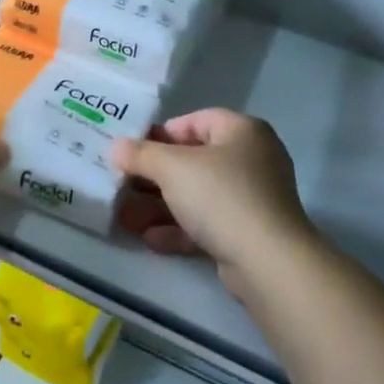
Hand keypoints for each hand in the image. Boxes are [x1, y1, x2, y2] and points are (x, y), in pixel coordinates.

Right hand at [112, 109, 314, 283]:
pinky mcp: (249, 232)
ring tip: (126, 217)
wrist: (268, 262)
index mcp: (242, 131)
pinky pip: (208, 223)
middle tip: (122, 185)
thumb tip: (116, 147)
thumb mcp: (172, 168)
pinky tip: (150, 238)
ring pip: (197, 195)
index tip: (133, 151)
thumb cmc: (220, 196)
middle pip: (193, 160)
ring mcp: (252, 198)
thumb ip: (140, 155)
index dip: (161, 134)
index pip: (195, 121)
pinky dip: (179, 228)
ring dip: (160, 205)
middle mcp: (252, 159)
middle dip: (154, 176)